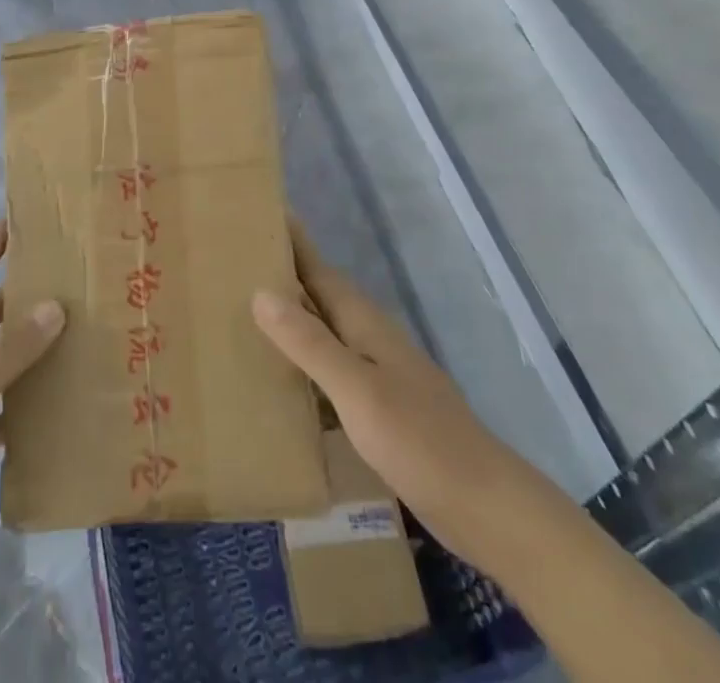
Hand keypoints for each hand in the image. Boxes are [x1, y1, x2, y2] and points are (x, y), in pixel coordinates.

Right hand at [253, 226, 510, 553]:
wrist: (484, 505)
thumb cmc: (419, 439)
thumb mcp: (357, 390)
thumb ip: (310, 343)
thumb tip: (260, 292)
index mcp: (364, 323)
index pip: (319, 269)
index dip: (292, 242)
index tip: (260, 213)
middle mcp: (369, 338)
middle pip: (320, 295)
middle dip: (284, 275)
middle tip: (235, 262)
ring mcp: (377, 373)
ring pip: (324, 332)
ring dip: (290, 320)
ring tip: (243, 314)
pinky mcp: (379, 407)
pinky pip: (330, 371)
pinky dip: (303, 364)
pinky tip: (281, 380)